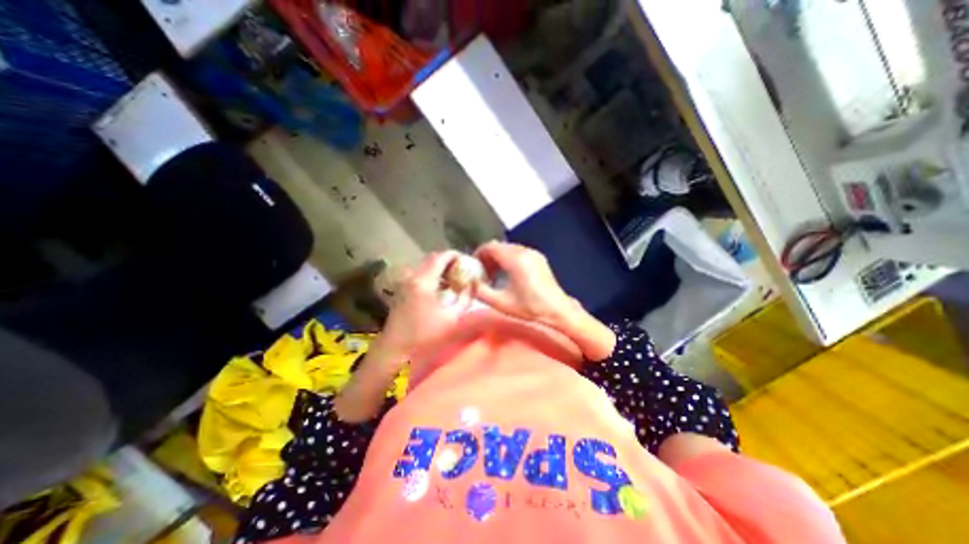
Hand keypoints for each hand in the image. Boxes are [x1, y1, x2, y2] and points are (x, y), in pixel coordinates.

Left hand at [376, 250, 471, 355]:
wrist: (394, 349)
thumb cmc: (424, 335)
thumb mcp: (451, 318)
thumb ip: (465, 299)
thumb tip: (472, 285)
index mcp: (424, 282)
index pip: (440, 257)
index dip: (454, 255)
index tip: (466, 259)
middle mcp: (412, 277)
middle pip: (431, 258)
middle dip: (448, 260)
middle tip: (462, 269)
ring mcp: (404, 283)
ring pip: (424, 266)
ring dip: (439, 267)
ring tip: (453, 278)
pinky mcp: (402, 290)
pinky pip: (419, 274)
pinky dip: (431, 275)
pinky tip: (439, 288)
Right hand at [476, 242, 576, 325]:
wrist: (557, 309)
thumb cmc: (530, 307)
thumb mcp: (501, 302)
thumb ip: (481, 292)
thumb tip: (469, 284)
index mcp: (515, 259)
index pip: (491, 247)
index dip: (479, 254)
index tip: (473, 266)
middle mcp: (524, 251)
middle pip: (499, 247)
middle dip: (488, 257)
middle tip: (482, 272)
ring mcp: (533, 254)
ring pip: (509, 249)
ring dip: (498, 258)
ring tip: (494, 275)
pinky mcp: (539, 258)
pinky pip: (519, 252)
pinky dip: (509, 259)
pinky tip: (508, 274)